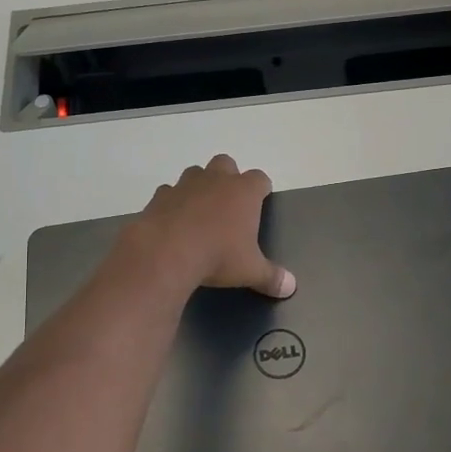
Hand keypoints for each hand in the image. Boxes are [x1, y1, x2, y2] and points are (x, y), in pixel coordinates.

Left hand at [124, 155, 295, 297]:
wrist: (166, 253)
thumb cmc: (217, 256)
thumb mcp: (250, 271)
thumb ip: (271, 277)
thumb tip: (290, 287)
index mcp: (243, 192)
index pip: (260, 179)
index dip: (261, 189)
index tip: (260, 202)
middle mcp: (215, 180)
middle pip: (226, 164)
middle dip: (228, 178)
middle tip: (228, 205)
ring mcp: (185, 185)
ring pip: (196, 173)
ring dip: (199, 186)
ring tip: (199, 212)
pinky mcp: (160, 196)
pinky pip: (169, 192)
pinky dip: (172, 203)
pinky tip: (173, 222)